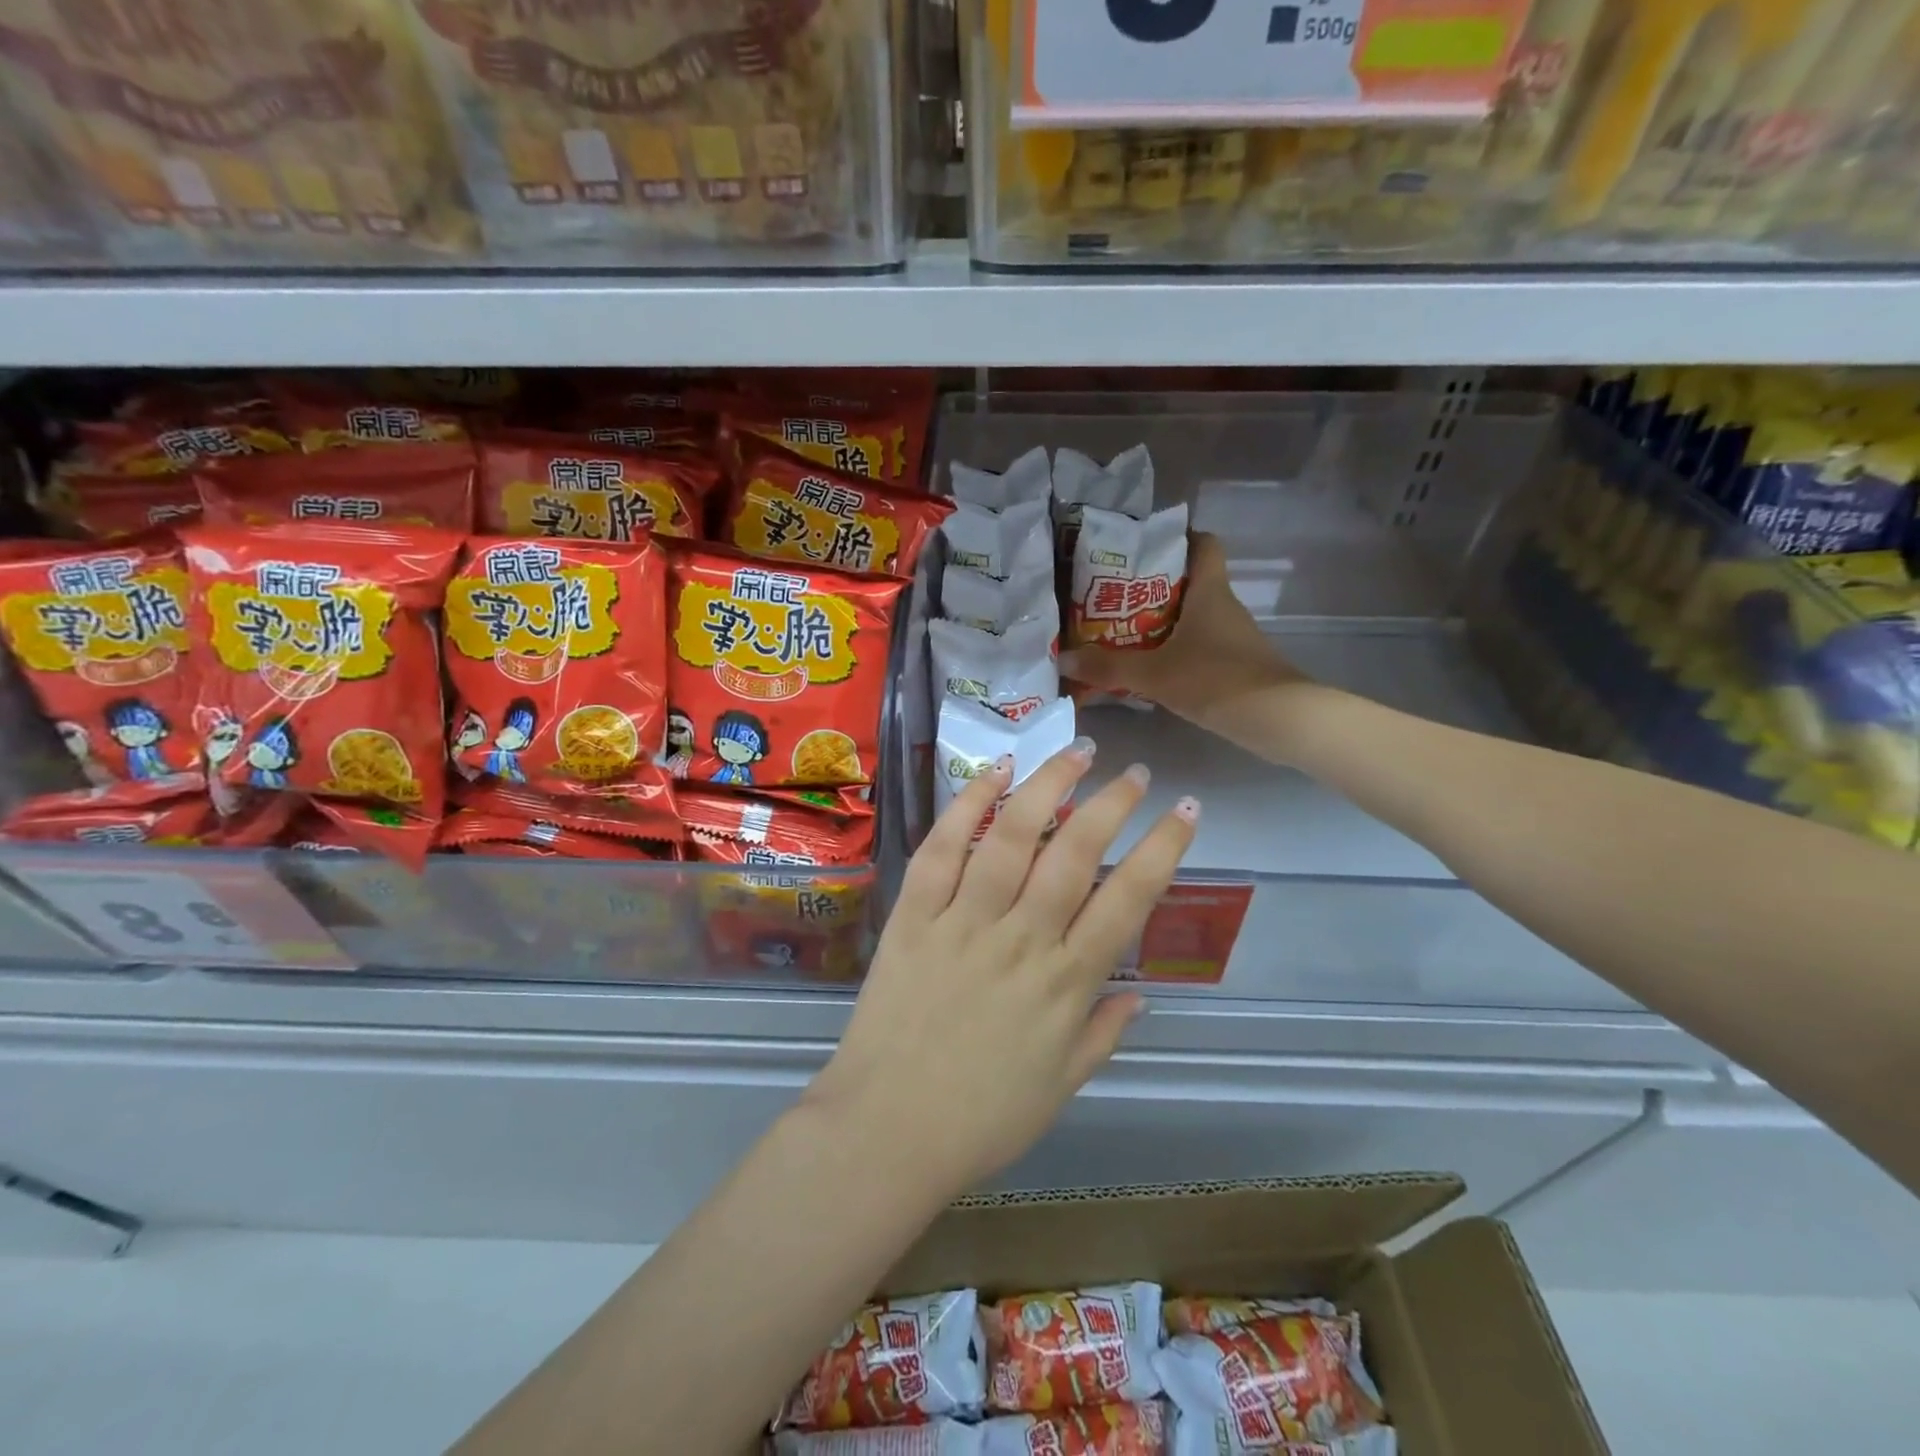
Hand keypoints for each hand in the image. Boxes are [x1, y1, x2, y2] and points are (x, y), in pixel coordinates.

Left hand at [805, 742, 1195, 1201]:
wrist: (886, 1132)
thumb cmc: (980, 1120)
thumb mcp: (1061, 1088)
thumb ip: (1103, 1035)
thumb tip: (1139, 994)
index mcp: (1066, 984)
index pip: (1127, 900)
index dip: (1163, 849)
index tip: (1187, 812)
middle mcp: (1021, 939)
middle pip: (1075, 854)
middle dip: (1113, 804)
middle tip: (1136, 771)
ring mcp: (963, 921)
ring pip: (1012, 837)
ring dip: (1048, 787)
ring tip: (1076, 751)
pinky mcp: (914, 916)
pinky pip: (942, 849)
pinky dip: (968, 805)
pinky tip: (995, 771)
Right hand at [1061, 533, 1306, 738]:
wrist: (1278, 719)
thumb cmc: (1216, 679)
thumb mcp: (1154, 673)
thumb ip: (1108, 666)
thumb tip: (1064, 658)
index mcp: (1209, 592)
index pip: (1203, 544)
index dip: (1179, 538)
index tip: (1146, 546)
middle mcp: (1224, 606)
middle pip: (1191, 581)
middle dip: (1154, 585)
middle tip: (1114, 594)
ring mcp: (1233, 637)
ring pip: (1194, 616)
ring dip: (1162, 621)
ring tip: (1121, 630)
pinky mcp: (1235, 664)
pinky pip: (1200, 645)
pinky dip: (1176, 649)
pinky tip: (1150, 666)